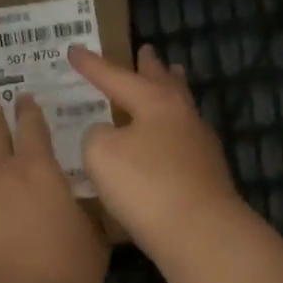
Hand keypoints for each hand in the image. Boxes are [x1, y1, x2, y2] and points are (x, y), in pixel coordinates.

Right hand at [69, 44, 244, 260]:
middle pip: (164, 83)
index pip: (117, 77)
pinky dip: (173, 127)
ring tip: (171, 77)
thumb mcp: (102, 154)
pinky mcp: (208, 173)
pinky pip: (185, 136)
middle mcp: (182, 115)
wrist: (200, 232)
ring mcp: (200, 144)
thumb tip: (109, 134)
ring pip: (181, 107)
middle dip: (151, 67)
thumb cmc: (146, 185)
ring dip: (172, 89)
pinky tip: (172, 137)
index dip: (93, 66)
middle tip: (147, 50)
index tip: (74, 50)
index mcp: (156, 102)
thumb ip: (97, 136)